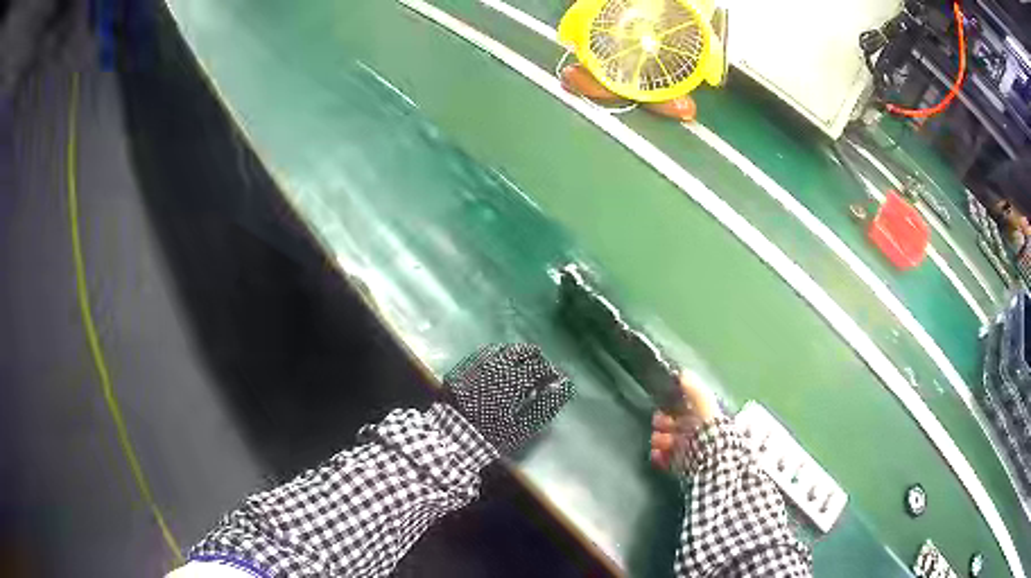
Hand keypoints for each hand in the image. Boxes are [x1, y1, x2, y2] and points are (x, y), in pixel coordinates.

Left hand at [444, 344, 573, 453]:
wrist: (451, 437)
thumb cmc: (490, 435)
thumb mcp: (521, 427)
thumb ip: (545, 406)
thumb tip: (564, 386)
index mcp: (510, 382)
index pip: (538, 367)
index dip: (550, 372)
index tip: (556, 380)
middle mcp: (492, 367)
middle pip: (521, 352)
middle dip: (535, 359)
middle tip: (540, 371)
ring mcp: (475, 365)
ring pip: (503, 349)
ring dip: (517, 355)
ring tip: (522, 367)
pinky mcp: (462, 367)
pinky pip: (484, 353)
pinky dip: (497, 356)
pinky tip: (500, 366)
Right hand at [649, 373, 721, 469]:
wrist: (712, 462)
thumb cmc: (710, 430)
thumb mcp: (705, 404)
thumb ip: (695, 389)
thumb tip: (682, 373)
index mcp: (707, 418)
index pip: (688, 409)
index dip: (674, 406)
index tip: (663, 405)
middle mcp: (700, 434)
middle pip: (677, 426)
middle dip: (665, 423)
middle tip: (658, 423)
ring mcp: (692, 452)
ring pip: (671, 443)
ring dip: (661, 440)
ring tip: (657, 441)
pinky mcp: (684, 468)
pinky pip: (668, 461)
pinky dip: (660, 457)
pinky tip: (656, 454)